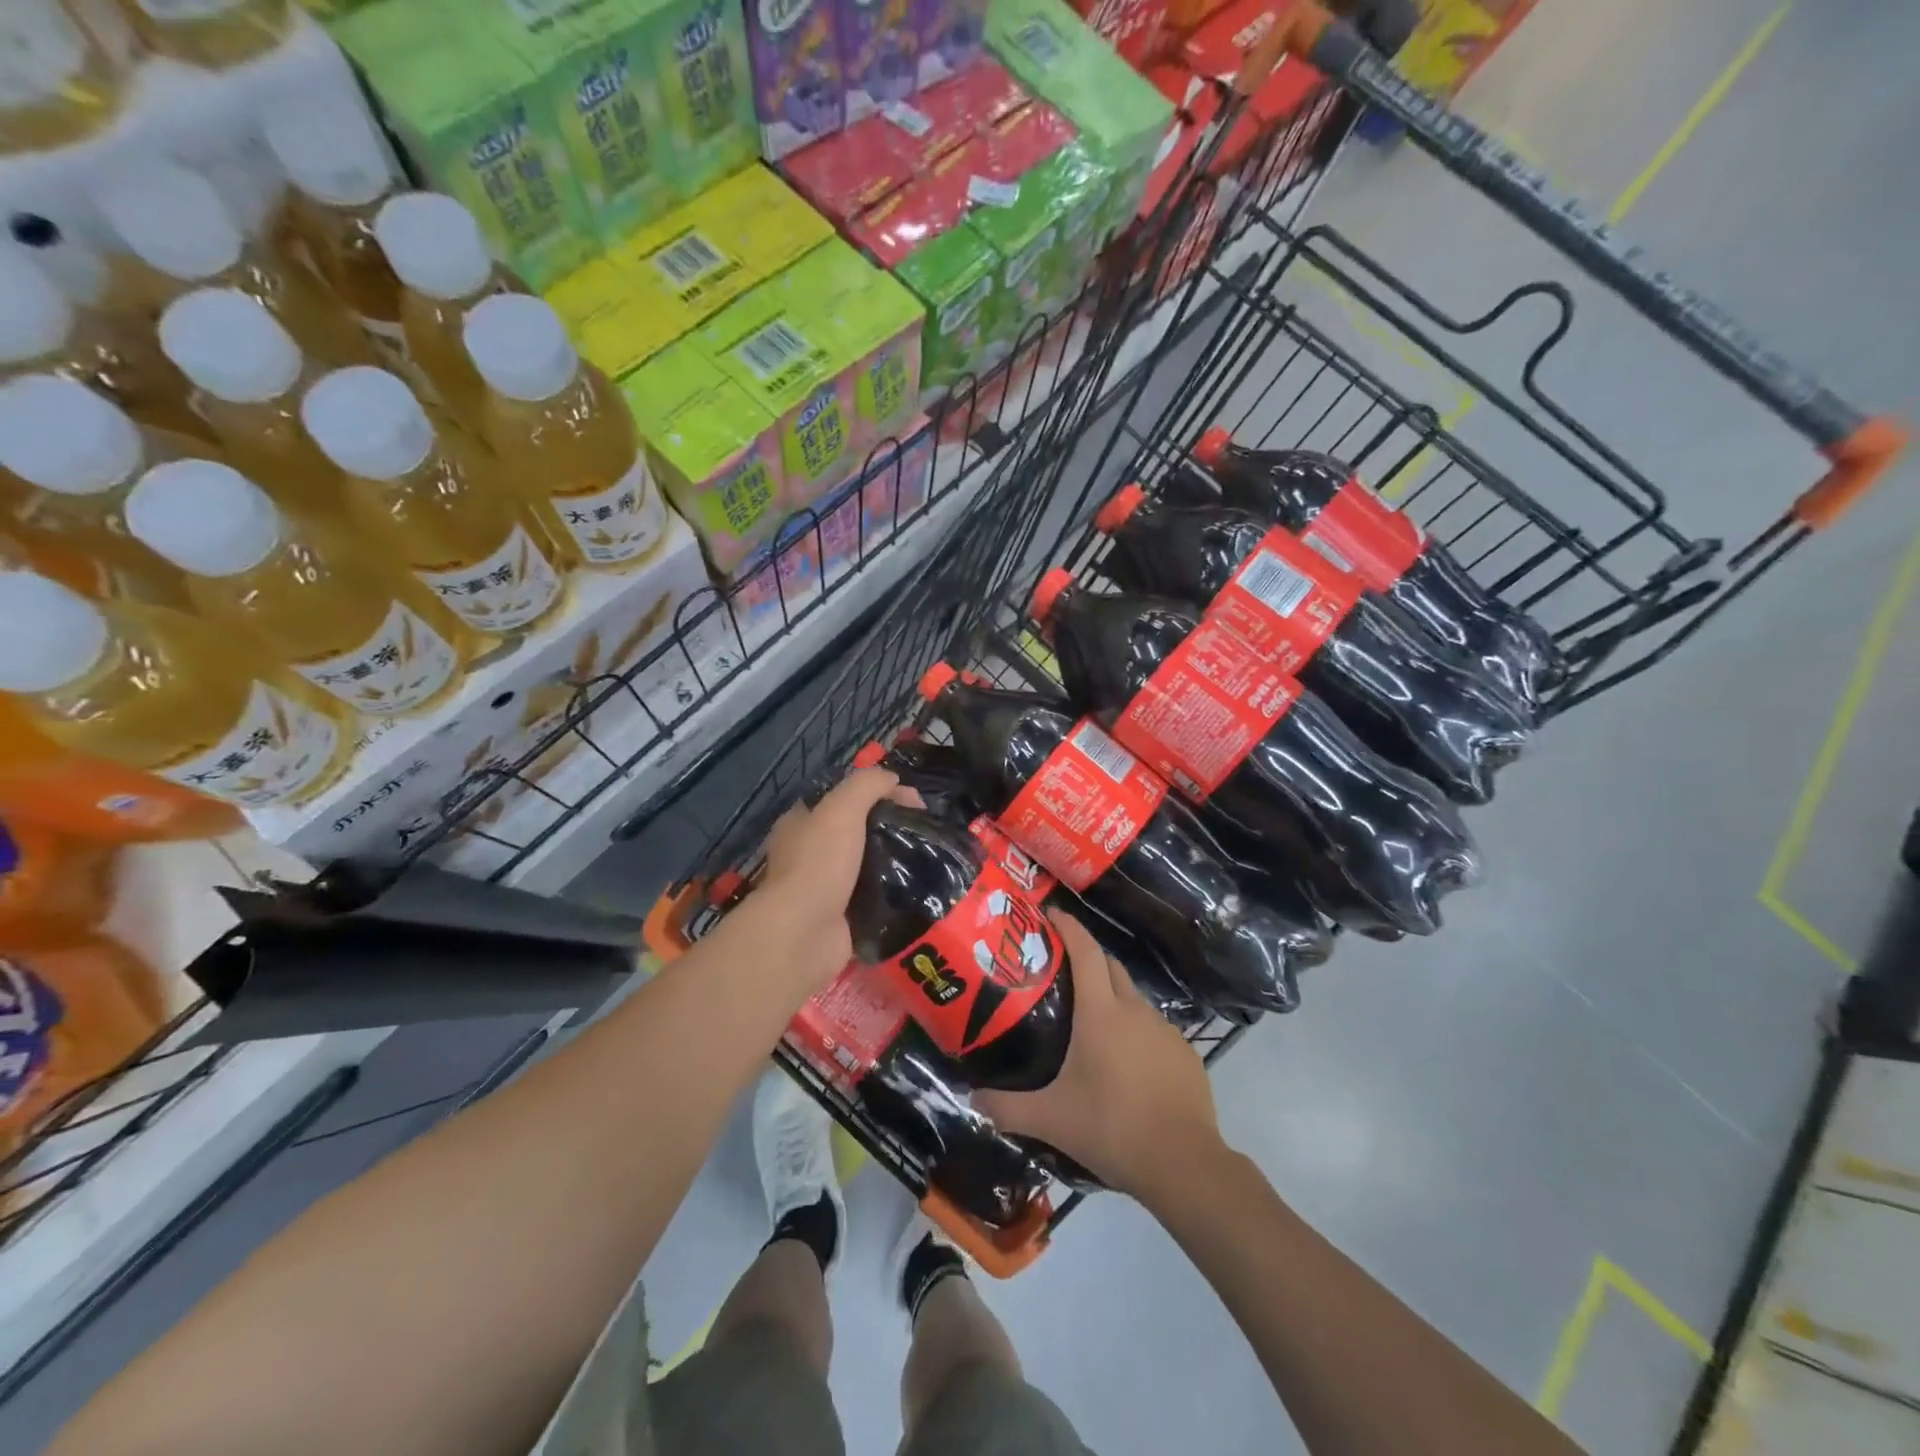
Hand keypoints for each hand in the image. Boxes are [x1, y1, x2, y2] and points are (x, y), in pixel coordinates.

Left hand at [754, 767, 909, 989]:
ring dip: (892, 862)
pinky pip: (872, 898)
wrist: (805, 932)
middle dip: (888, 827)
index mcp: (801, 822)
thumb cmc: (820, 862)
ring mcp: (824, 887)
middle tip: (922, 830)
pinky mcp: (840, 917)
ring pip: (866, 865)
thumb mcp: (843, 808)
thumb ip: (868, 785)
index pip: (843, 797)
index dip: (877, 792)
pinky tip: (915, 888)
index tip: (912, 800)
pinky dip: (891, 894)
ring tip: (926, 858)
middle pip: (856, 831)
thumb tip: (894, 780)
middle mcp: (808, 853)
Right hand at [978, 911, 1222, 1202]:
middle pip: (1110, 966)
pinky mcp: (1185, 1053)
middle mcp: (1135, 1010)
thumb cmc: (1112, 1128)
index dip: (1069, 927)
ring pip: (1133, 999)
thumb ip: (1007, 1108)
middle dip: (1087, 958)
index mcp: (1101, 1013)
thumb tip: (971, 1099)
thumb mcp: (1051, 1120)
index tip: (1052, 914)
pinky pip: (1153, 1029)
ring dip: (1112, 999)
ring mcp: (1165, 1030)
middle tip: (1060, 971)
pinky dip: (1135, 1032)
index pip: (1085, 951)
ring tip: (1090, 1024)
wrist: (1184, 1164)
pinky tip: (1125, 1064)